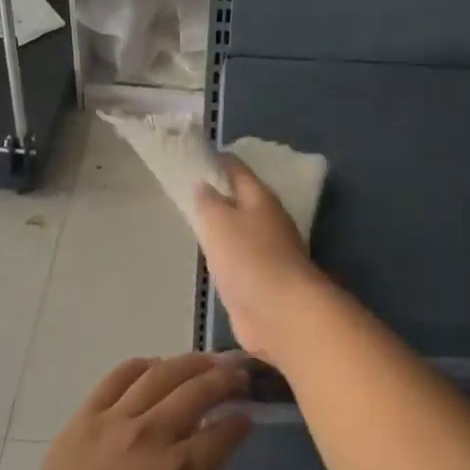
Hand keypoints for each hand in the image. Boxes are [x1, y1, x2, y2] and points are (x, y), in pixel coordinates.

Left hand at [12, 353, 250, 469]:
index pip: (222, 435)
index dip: (239, 423)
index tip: (248, 416)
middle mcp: (154, 435)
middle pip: (198, 391)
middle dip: (225, 379)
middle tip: (239, 373)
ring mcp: (117, 420)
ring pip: (161, 374)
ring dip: (190, 363)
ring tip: (205, 360)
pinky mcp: (86, 417)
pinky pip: (117, 378)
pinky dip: (140, 366)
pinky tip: (153, 365)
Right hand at [193, 157, 328, 365]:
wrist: (280, 312)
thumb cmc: (249, 258)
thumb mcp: (219, 222)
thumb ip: (208, 201)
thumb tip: (203, 182)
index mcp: (260, 198)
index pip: (237, 169)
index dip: (217, 161)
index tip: (195, 157)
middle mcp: (268, 219)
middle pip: (241, 199)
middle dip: (219, 193)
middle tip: (189, 189)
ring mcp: (269, 250)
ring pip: (241, 229)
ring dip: (223, 225)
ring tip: (196, 221)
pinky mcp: (264, 279)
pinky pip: (240, 257)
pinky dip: (226, 253)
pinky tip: (210, 257)